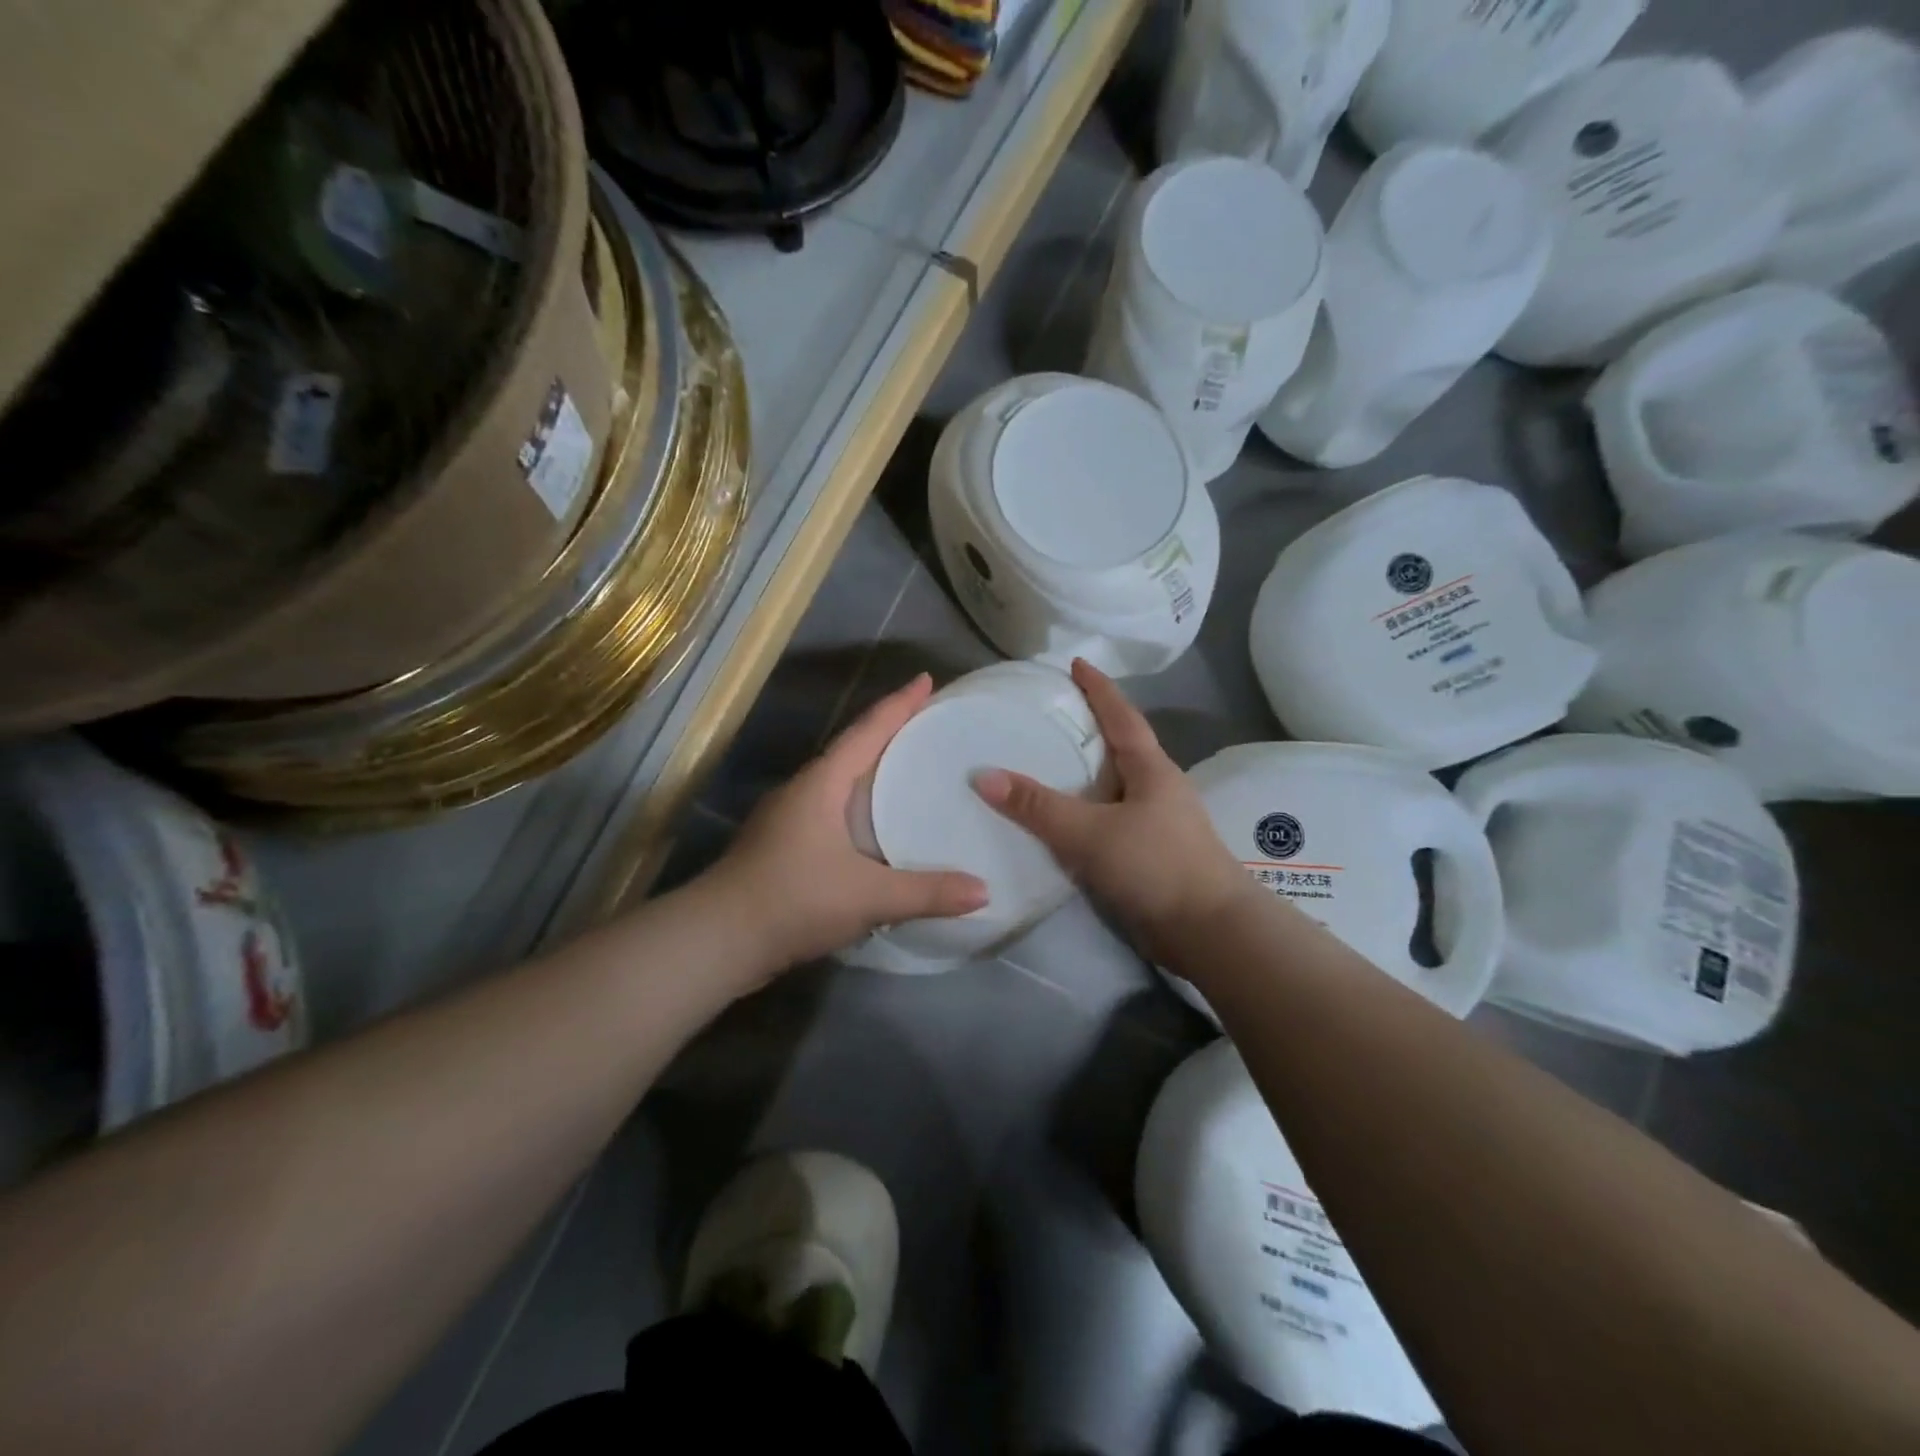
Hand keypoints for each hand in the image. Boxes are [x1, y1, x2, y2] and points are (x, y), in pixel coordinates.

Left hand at [708, 674, 988, 970]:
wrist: (717, 940)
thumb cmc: (793, 900)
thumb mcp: (868, 896)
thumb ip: (927, 892)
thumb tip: (984, 891)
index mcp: (821, 783)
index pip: (867, 731)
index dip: (899, 704)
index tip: (926, 679)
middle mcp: (803, 791)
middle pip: (853, 749)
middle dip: (889, 732)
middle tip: (929, 725)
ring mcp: (788, 819)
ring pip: (840, 782)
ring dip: (872, 771)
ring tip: (911, 771)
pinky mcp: (783, 847)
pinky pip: (832, 811)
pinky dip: (859, 806)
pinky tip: (878, 828)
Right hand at [973, 659, 1256, 962]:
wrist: (1209, 931)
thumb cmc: (1156, 865)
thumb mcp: (1091, 832)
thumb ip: (1038, 807)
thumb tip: (983, 775)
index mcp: (1151, 770)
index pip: (1121, 716)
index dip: (1098, 688)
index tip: (1076, 663)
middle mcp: (1156, 789)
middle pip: (1120, 748)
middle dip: (1089, 729)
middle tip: (1050, 716)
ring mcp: (1156, 824)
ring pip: (1113, 788)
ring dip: (1085, 775)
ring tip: (1046, 766)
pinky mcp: (1149, 856)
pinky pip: (1109, 822)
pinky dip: (1085, 814)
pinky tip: (1061, 823)